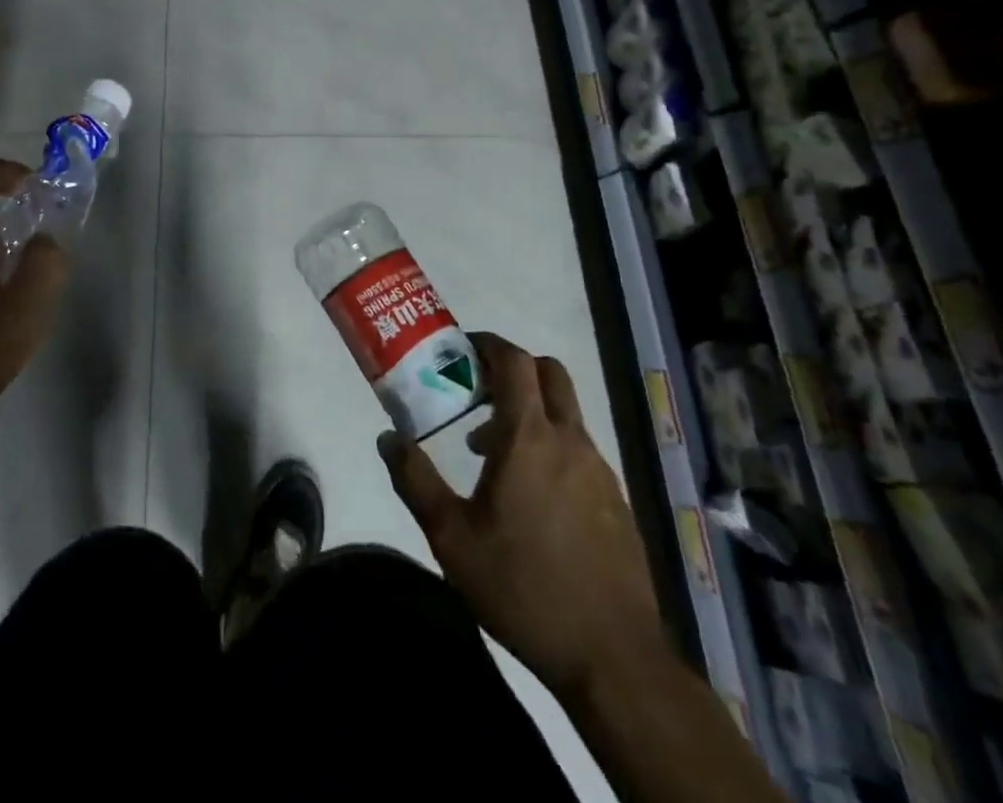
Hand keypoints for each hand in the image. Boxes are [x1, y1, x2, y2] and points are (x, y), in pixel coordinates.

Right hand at [379, 332, 661, 705]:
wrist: (613, 659)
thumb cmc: (522, 587)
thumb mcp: (451, 537)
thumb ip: (415, 480)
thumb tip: (387, 437)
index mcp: (530, 437)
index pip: (515, 361)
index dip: (488, 344)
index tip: (462, 350)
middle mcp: (570, 440)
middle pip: (549, 373)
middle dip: (513, 369)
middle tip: (478, 390)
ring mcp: (600, 470)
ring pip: (565, 413)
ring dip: (530, 411)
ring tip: (491, 453)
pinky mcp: (616, 501)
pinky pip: (579, 450)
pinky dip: (551, 446)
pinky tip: (530, 496)